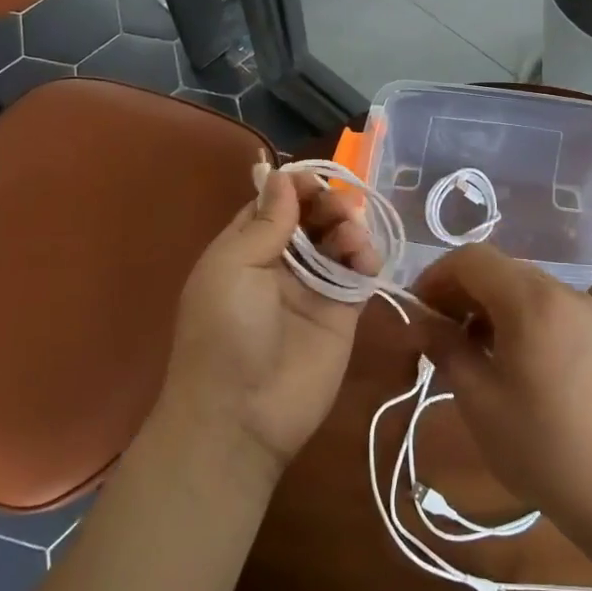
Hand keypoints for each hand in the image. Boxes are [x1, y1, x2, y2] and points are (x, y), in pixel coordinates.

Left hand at [157, 162, 380, 487]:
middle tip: (338, 209)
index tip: (316, 180)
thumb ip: (265, 222)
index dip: (296, 187)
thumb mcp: (232, 267)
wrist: (242, 415)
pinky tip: (364, 258)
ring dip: (349, 227)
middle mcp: (281, 263)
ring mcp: (314, 288)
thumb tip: (281, 175)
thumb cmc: (224, 332)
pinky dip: (367, 257)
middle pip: (312, 217)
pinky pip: (359, 273)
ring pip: (339, 240)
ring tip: (350, 237)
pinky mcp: (343, 312)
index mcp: (245, 248)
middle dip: (328, 203)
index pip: (275, 204)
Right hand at [413, 244, 591, 537]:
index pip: (471, 259)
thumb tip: (420, 321)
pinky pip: (549, 306)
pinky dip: (519, 316)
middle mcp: (562, 292)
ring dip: (489, 304)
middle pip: (499, 268)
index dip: (436, 276)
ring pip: (524, 286)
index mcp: (531, 301)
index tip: (417, 311)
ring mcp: (586, 311)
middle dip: (460, 290)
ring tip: (470, 349)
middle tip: (437, 332)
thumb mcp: (478, 399)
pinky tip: (510, 358)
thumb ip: (445, 347)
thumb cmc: (540, 446)